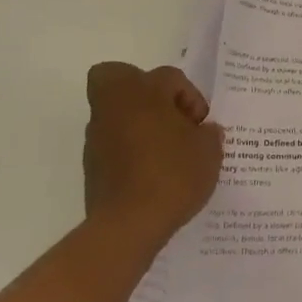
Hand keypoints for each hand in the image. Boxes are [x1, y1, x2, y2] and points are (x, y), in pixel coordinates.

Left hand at [83, 63, 223, 250]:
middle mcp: (114, 106)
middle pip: (120, 78)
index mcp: (143, 91)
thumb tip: (205, 131)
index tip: (200, 124)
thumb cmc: (172, 175)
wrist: (128, 225)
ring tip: (166, 152)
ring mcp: (98, 136)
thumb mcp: (208, 153)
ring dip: (138, 123)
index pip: (169, 76)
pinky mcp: (92, 165)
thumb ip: (209, 135)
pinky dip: (130, 150)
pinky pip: (114, 143)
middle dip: (142, 90)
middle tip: (167, 115)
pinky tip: (152, 173)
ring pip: (116, 112)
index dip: (191, 96)